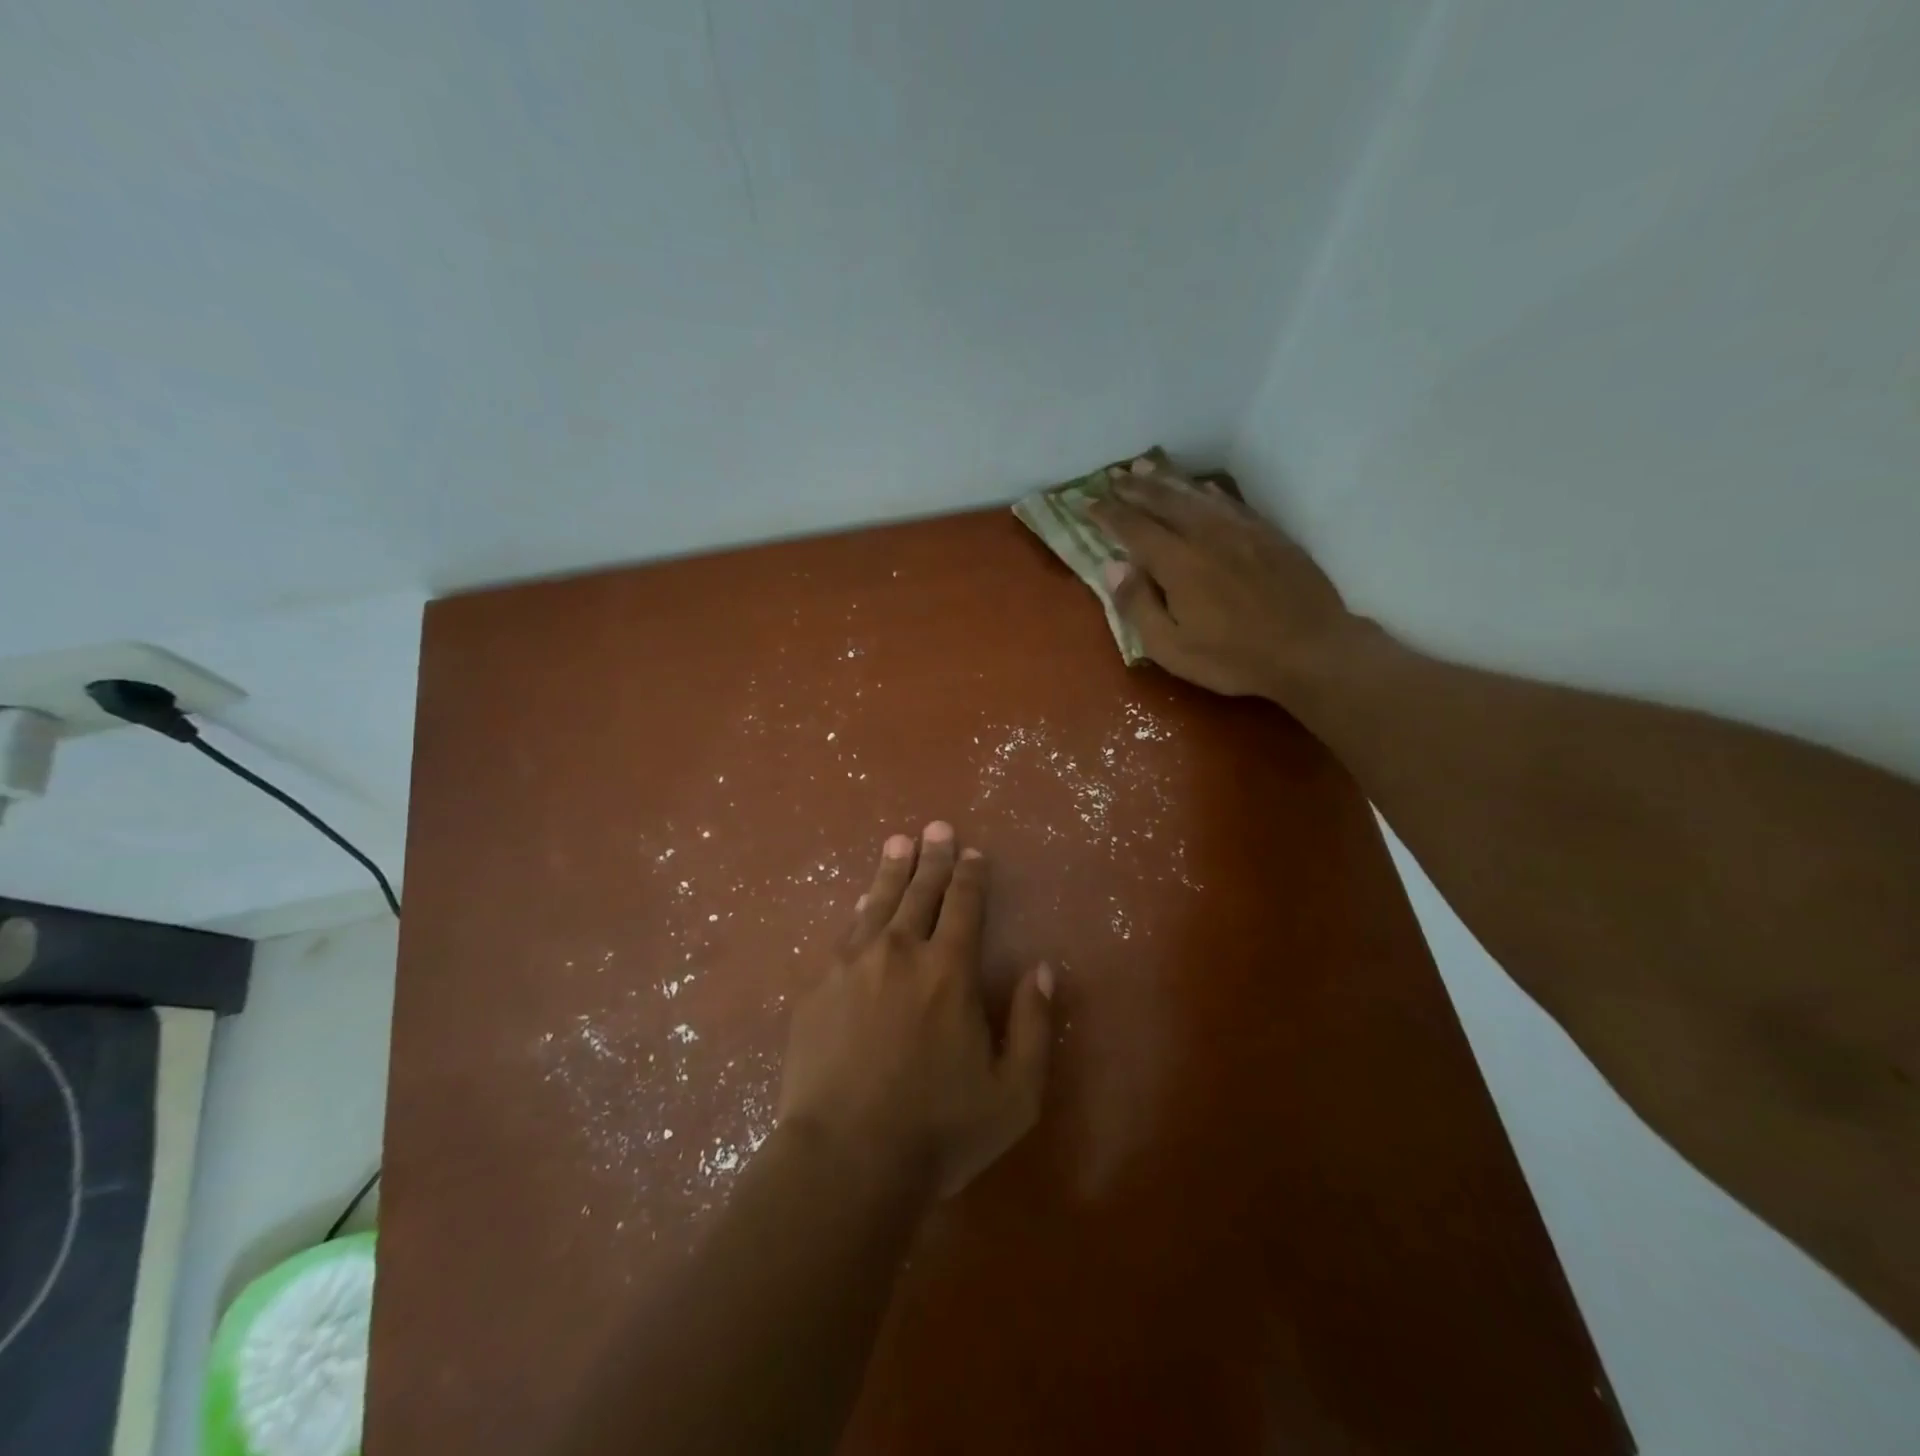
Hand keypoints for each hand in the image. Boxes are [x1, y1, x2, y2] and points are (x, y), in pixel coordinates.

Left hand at [776, 822, 1053, 1200]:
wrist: (844, 1160)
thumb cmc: (937, 1131)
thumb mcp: (1014, 1093)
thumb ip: (1034, 1025)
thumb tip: (1041, 968)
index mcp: (949, 970)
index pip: (964, 905)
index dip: (971, 875)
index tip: (973, 852)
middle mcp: (900, 951)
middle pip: (920, 892)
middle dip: (933, 857)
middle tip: (937, 828)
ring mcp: (852, 964)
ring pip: (879, 902)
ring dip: (893, 870)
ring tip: (900, 842)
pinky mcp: (818, 985)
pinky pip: (846, 932)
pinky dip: (861, 909)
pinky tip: (864, 900)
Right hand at [1089, 459, 1356, 702]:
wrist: (1311, 649)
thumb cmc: (1234, 658)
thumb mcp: (1172, 648)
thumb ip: (1138, 606)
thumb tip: (1112, 567)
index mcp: (1178, 563)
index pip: (1133, 528)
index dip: (1107, 514)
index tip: (1086, 503)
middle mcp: (1205, 535)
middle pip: (1163, 502)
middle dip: (1134, 488)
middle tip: (1113, 477)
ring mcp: (1240, 530)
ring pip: (1196, 495)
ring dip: (1167, 480)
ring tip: (1145, 467)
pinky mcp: (1267, 533)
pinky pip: (1228, 502)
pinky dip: (1206, 491)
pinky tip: (1200, 487)